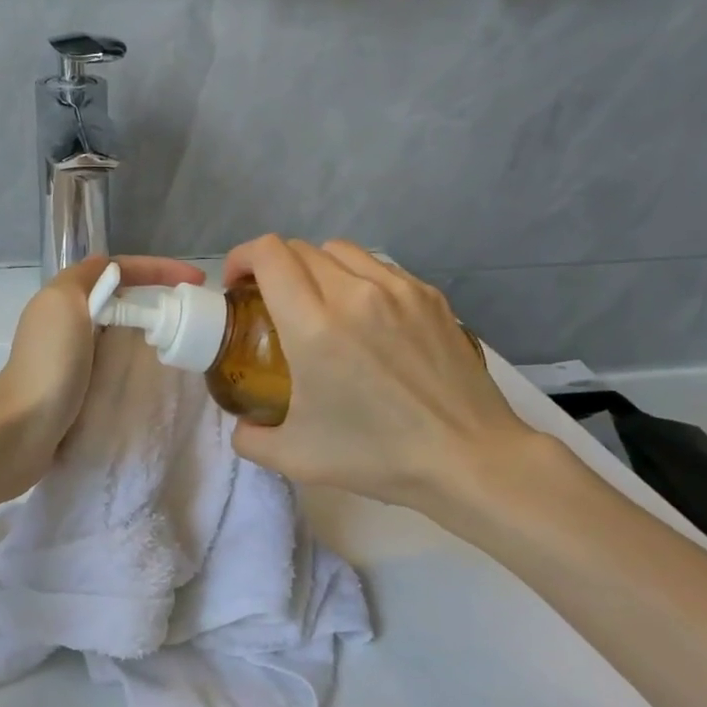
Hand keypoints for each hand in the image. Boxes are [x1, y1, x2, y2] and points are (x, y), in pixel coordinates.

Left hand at [0, 254, 206, 490]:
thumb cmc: (50, 363)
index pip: (118, 269)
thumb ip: (86, 278)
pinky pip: (114, 364)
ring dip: (147, 331)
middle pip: (119, 300)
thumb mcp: (64, 303)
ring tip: (181, 340)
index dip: (157, 269)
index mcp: (63, 297)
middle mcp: (65, 323)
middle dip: (155, 299)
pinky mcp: (77, 388)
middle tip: (192, 313)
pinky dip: (135, 361)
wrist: (23, 428)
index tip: (196, 280)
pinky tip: (154, 372)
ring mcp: (71, 357)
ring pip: (118, 332)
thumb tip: (110, 272)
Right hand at [223, 237, 558, 531]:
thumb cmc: (377, 456)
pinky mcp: (429, 296)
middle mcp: (354, 293)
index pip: (269, 254)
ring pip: (340, 251)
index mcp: (314, 326)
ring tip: (316, 304)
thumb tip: (242, 425)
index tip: (238, 286)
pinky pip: (379, 268)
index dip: (242, 258)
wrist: (468, 458)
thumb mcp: (295, 457)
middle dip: (273, 267)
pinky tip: (363, 317)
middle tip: (270, 302)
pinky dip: (356, 279)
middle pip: (299, 249)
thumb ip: (250, 437)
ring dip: (315, 268)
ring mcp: (398, 289)